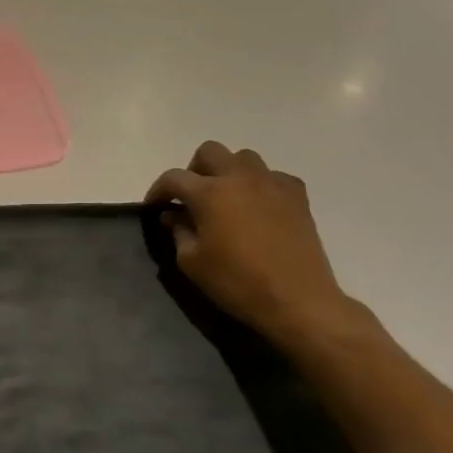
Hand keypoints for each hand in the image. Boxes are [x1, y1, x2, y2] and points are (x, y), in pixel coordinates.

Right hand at [146, 141, 356, 346]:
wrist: (298, 300)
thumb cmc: (236, 282)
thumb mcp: (191, 261)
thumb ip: (178, 231)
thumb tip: (174, 215)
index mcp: (209, 192)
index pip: (173, 177)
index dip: (158, 190)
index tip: (154, 206)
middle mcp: (240, 178)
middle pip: (210, 151)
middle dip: (194, 169)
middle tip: (191, 197)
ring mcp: (272, 184)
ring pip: (244, 157)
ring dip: (228, 171)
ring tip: (226, 197)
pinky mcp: (298, 197)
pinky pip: (273, 176)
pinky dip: (260, 184)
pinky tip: (258, 207)